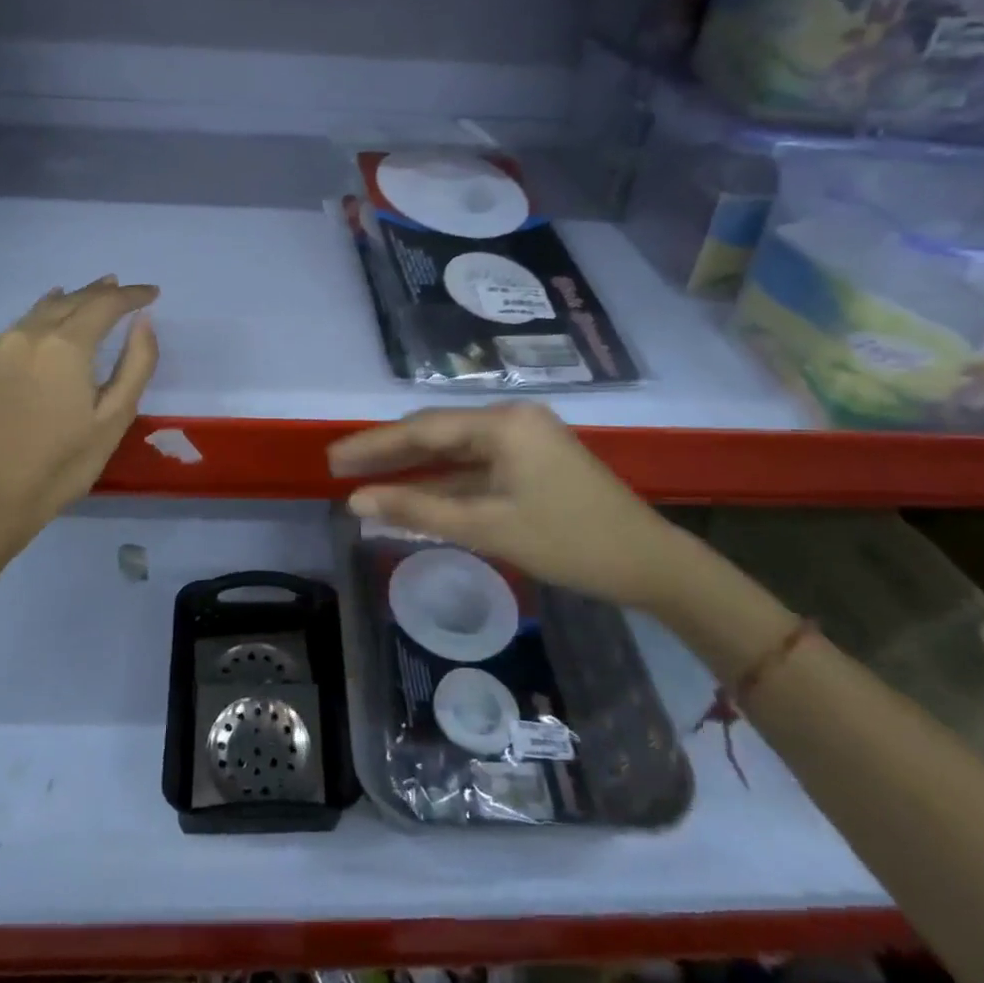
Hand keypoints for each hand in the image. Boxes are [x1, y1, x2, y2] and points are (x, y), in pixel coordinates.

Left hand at [0, 276, 158, 533]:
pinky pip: (19, 326)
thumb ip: (137, 363)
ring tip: (92, 293)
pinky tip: (49, 318)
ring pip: (43, 309)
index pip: (105, 304)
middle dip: (102, 292)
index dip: (132, 296)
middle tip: (125, 289)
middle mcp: (29, 334)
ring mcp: (0, 346)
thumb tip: (143, 321)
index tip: (153, 293)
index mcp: (66, 346)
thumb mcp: (116, 416)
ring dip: (72, 299)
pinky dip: (42, 316)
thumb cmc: (66, 461)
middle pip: (72, 300)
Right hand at [327, 403, 694, 610]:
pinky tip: (414, 494)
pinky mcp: (532, 462)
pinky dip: (445, 482)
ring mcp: (524, 440)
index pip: (423, 429)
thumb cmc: (569, 542)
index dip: (374, 445)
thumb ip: (419, 509)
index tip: (333, 458)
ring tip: (366, 479)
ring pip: (455, 451)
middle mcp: (512, 419)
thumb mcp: (488, 526)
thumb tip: (358, 500)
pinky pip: (476, 467)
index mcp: (504, 423)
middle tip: (339, 466)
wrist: (650, 563)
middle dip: (389, 452)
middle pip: (437, 433)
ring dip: (415, 468)